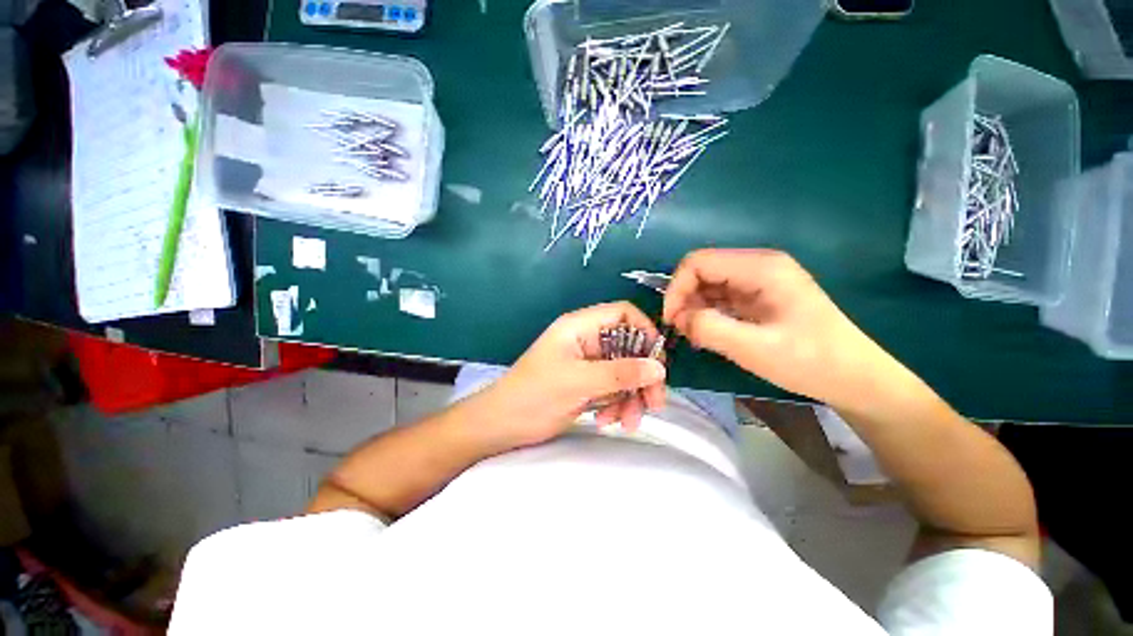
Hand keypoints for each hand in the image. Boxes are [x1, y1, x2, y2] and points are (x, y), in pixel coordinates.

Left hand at [484, 302, 667, 448]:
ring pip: (625, 371)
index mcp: (580, 327)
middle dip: (642, 376)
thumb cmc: (534, 395)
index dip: (644, 330)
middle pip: (629, 347)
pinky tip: (607, 421)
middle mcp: (587, 340)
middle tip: (654, 403)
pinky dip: (617, 404)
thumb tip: (659, 368)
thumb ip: (620, 373)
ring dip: (631, 396)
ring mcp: (588, 363)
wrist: (502, 425)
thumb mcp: (578, 382)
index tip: (657, 360)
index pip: (622, 314)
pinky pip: (614, 388)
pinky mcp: (588, 383)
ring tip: (626, 421)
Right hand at [663, 249, 895, 408]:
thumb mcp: (755, 349)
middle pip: (702, 271)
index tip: (671, 320)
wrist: (855, 379)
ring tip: (693, 335)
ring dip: (694, 307)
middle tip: (681, 330)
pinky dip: (707, 313)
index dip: (677, 288)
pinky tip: (707, 333)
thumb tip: (678, 318)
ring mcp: (760, 281)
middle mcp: (758, 266)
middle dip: (684, 298)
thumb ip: (709, 328)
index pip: (698, 262)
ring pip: (709, 285)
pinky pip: (721, 298)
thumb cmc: (810, 362)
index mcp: (760, 268)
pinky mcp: (759, 297)